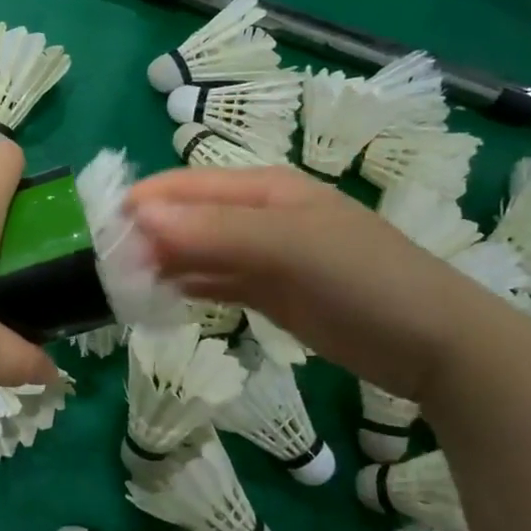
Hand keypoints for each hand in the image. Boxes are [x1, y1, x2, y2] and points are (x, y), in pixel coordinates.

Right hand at [126, 166, 499, 399]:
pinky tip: (156, 302)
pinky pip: (213, 283)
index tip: (97, 233)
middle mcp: (257, 216)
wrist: (433, 345)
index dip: (142, 204)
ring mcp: (263, 256)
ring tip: (119, 289)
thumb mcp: (289, 246)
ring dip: (160, 265)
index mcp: (263, 189)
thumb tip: (139, 217)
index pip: (186, 186)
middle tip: (102, 270)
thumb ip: (214, 232)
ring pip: (196, 253)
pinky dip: (184, 289)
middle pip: (186, 218)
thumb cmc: (363, 279)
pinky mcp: (268, 293)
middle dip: (145, 237)